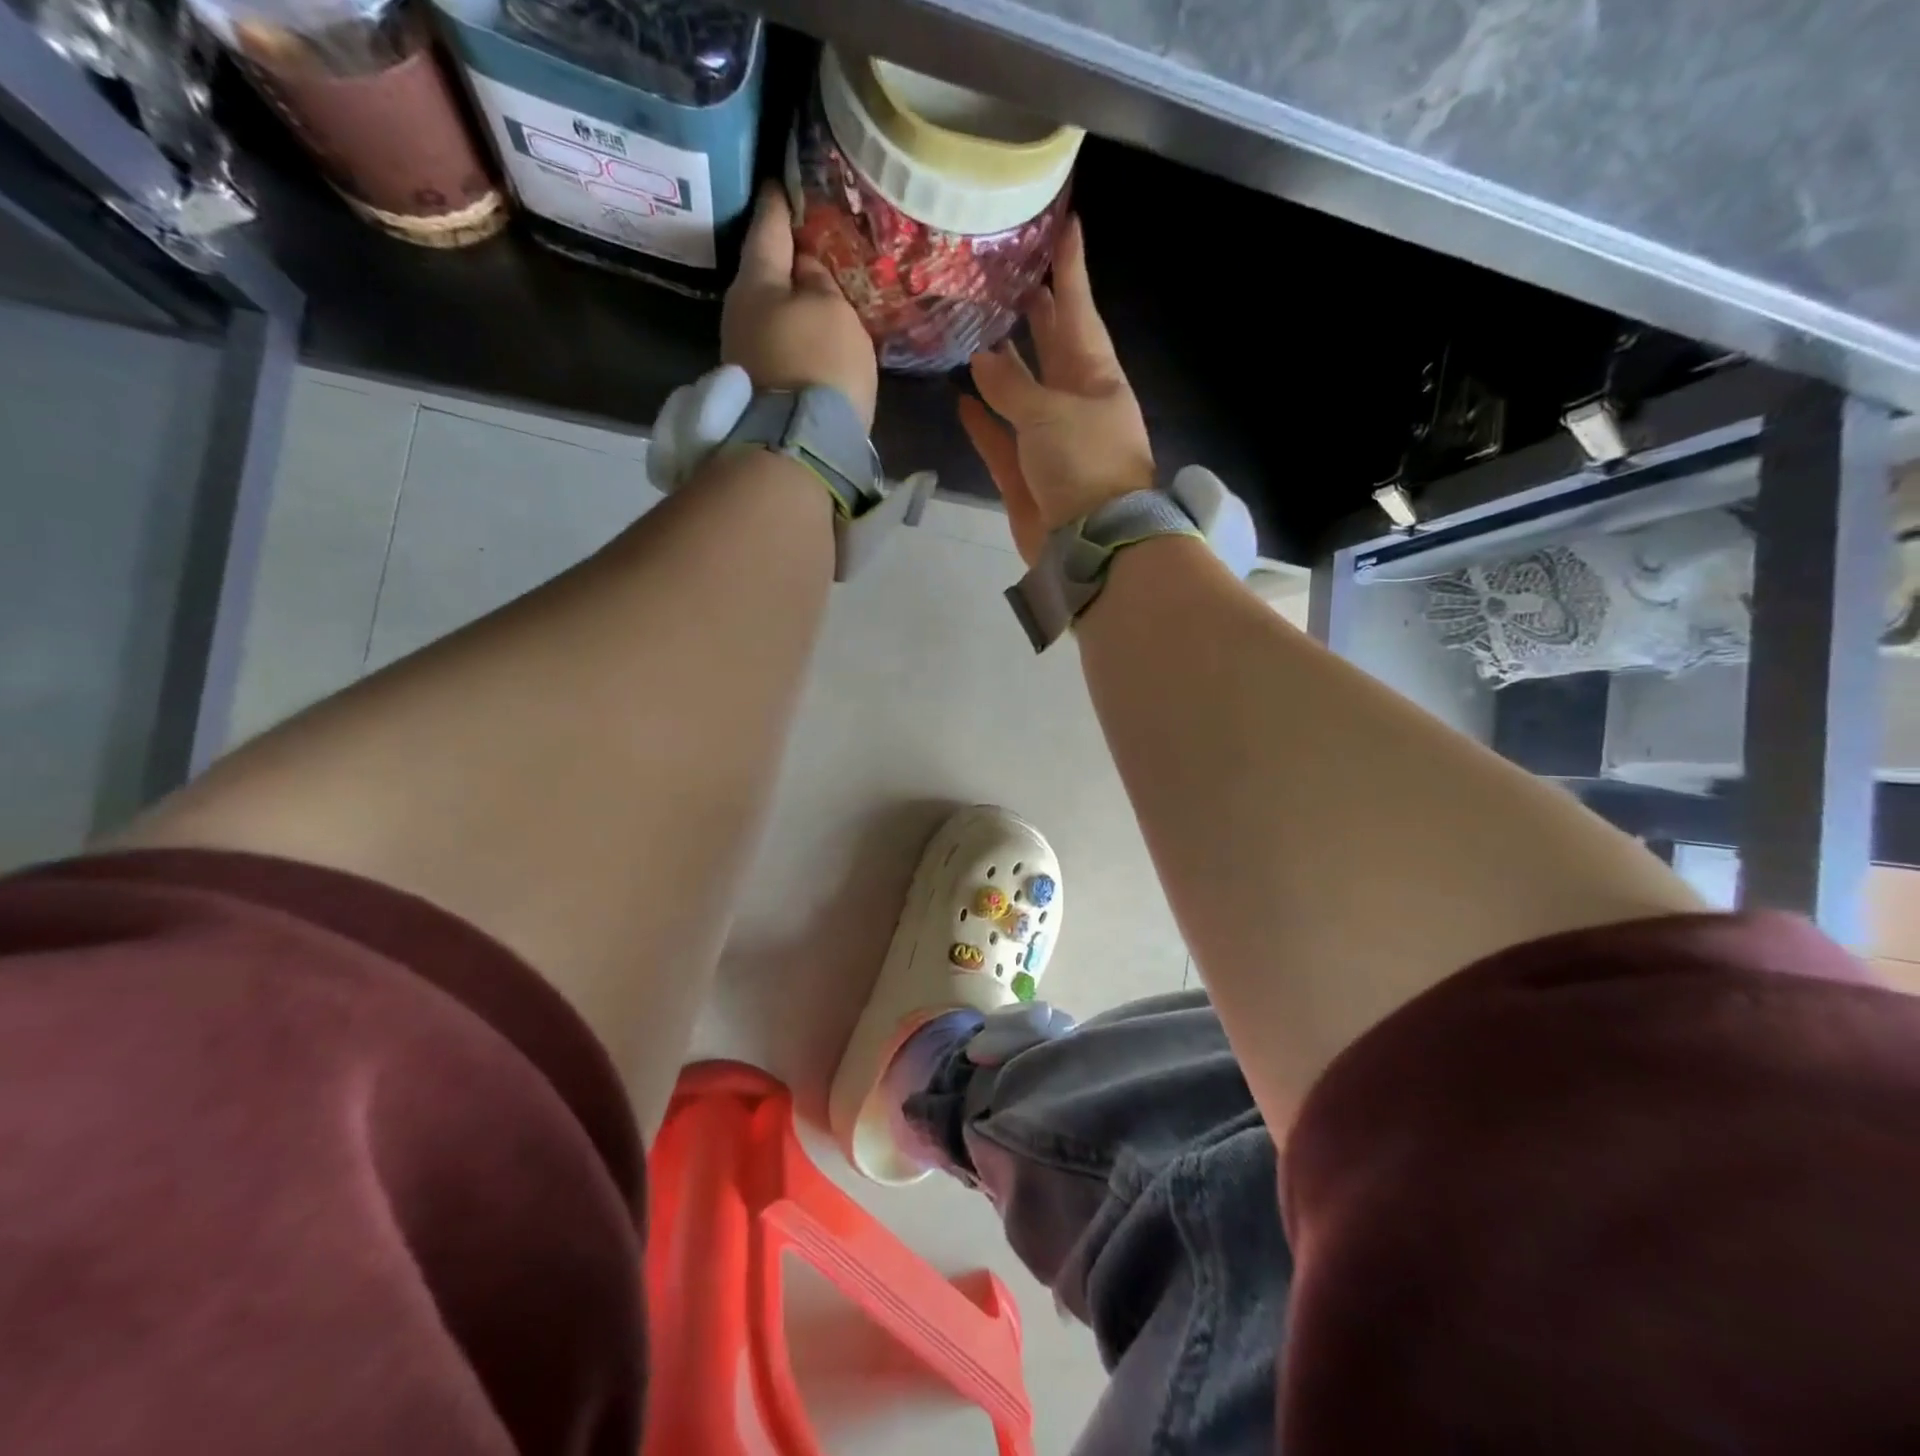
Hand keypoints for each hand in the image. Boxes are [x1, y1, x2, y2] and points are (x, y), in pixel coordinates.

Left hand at [722, 184, 878, 430]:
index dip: (777, 204)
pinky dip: (793, 336)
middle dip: (783, 261)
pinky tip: (810, 338)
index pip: (767, 228)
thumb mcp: (831, 309)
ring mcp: (744, 354)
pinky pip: (778, 347)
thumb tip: (806, 270)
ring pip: (770, 313)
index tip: (779, 183)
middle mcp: (739, 312)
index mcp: (756, 281)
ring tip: (815, 295)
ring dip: (790, 304)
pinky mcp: (758, 389)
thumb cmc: (818, 362)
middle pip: (764, 275)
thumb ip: (820, 282)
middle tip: (806, 244)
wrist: (799, 442)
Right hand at [960, 217, 1154, 563]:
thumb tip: (984, 358)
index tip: (1065, 225)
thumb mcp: (1050, 414)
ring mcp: (1051, 443)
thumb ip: (1012, 386)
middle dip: (1036, 314)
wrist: (1090, 544)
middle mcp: (1076, 405)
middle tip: (1009, 275)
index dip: (1070, 271)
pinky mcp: (1026, 478)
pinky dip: (984, 422)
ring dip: (1003, 367)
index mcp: (1097, 379)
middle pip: (1053, 350)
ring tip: (977, 330)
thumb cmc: (1084, 465)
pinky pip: (1001, 441)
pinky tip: (961, 399)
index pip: (1080, 312)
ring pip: (1022, 395)